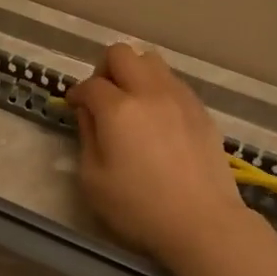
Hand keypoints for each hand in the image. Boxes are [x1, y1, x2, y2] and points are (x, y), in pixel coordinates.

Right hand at [67, 43, 252, 264]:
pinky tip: (158, 118)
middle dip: (105, 69)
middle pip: (122, 53)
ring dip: (135, 73)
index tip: (74, 106)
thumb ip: (87, 137)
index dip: (77, 94)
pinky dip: (158, 89)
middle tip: (102, 96)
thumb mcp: (94, 180)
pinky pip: (174, 82)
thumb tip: (88, 112)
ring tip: (132, 102)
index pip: (90, 84)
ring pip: (152, 60)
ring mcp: (179, 97)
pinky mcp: (201, 110)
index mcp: (118, 109)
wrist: (202, 222)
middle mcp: (149, 92)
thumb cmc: (139, 208)